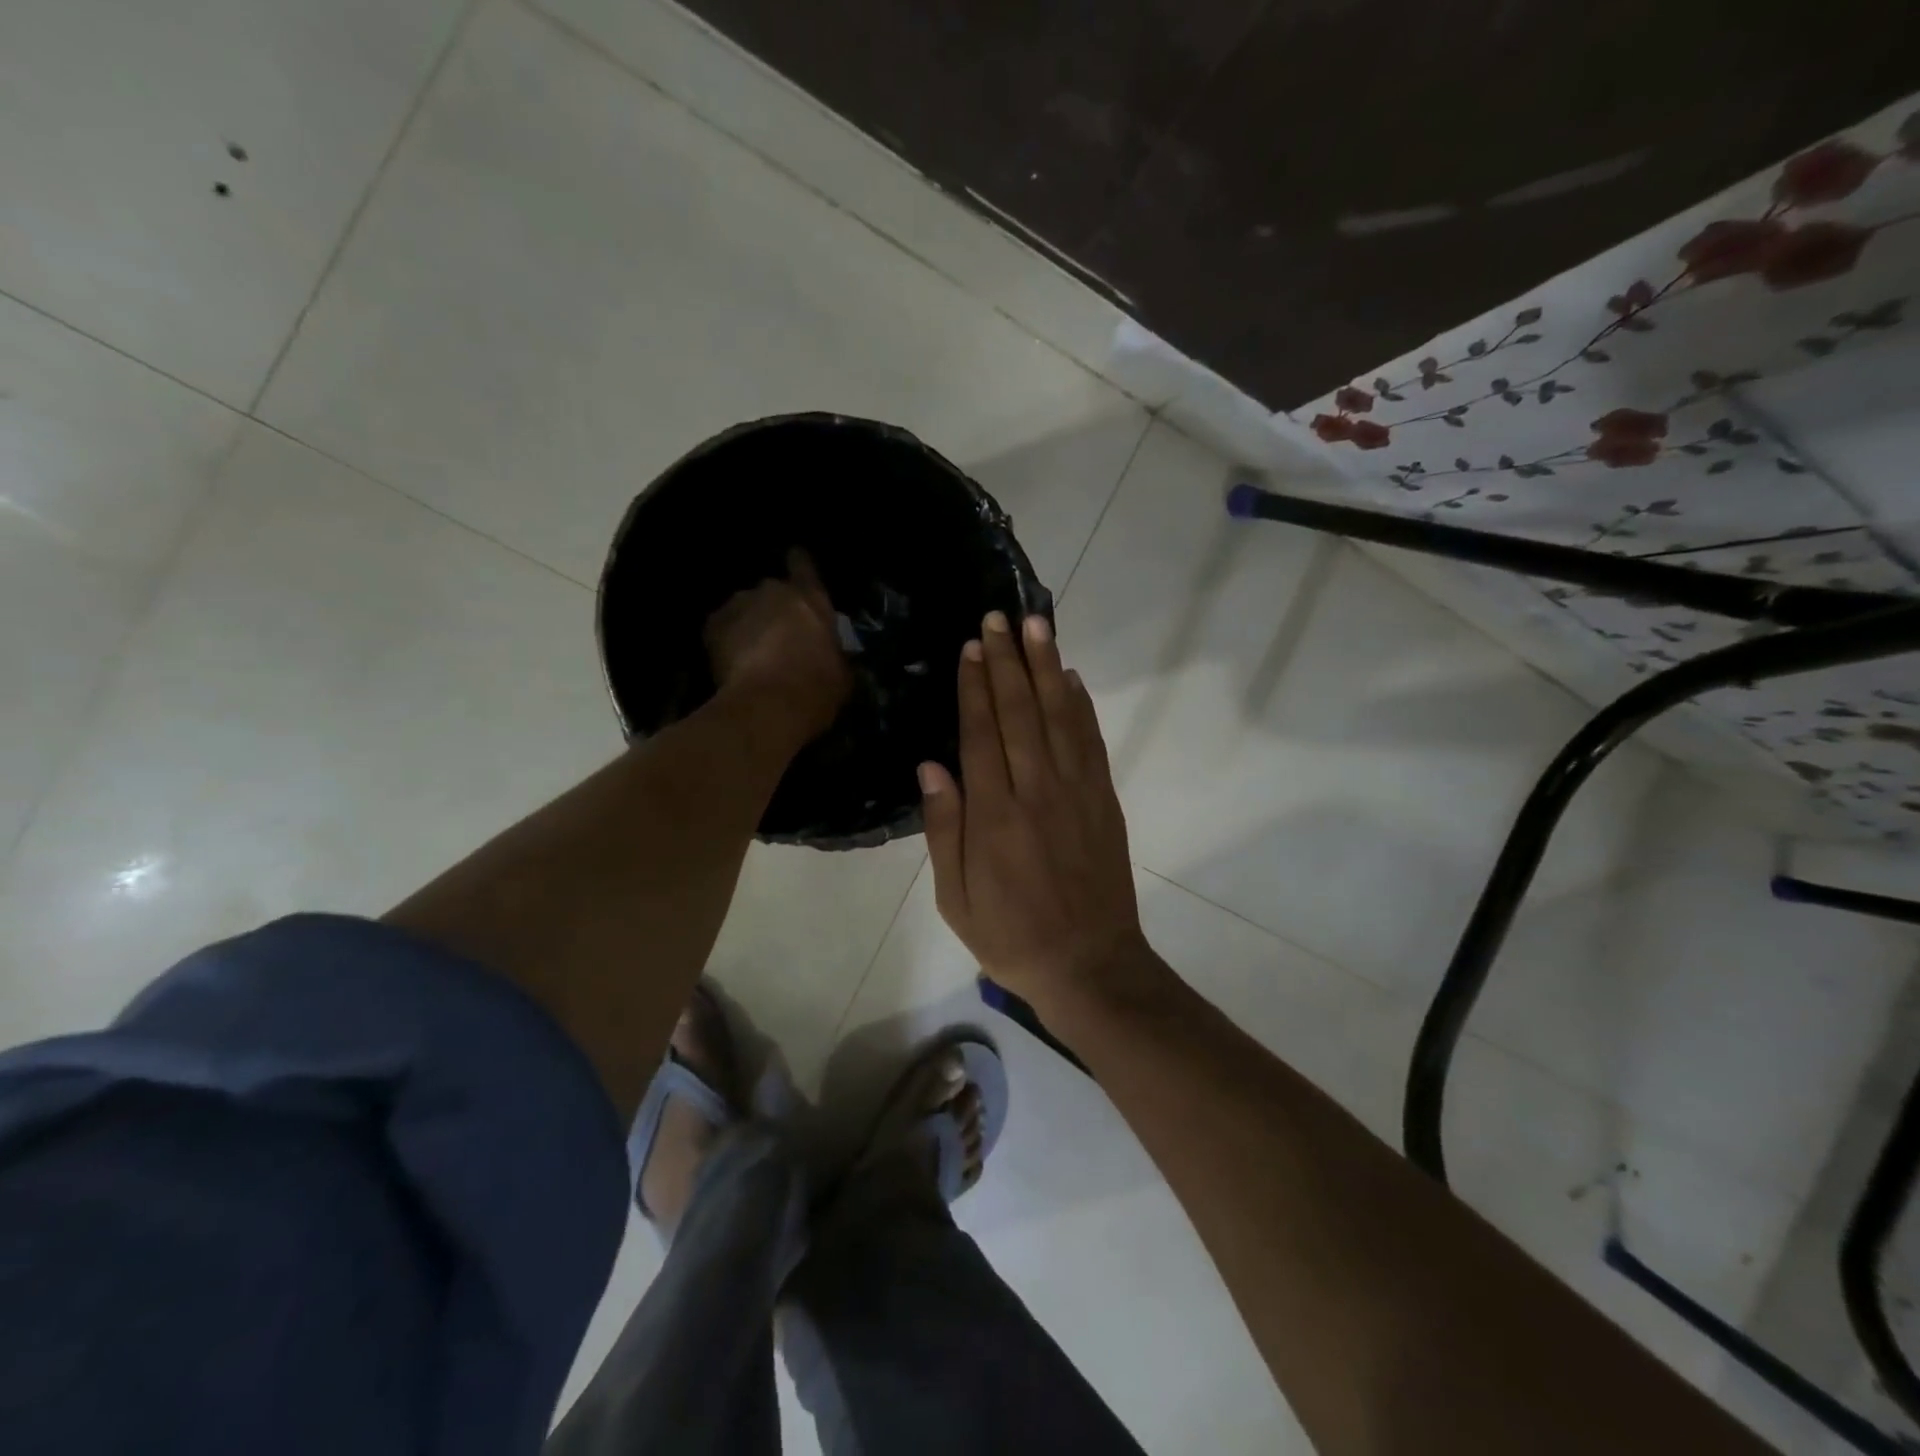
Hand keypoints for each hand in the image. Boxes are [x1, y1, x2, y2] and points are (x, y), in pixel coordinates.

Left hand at [704, 549, 850, 739]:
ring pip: (744, 609)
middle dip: (774, 608)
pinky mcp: (712, 625)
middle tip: (779, 636)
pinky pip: (722, 628)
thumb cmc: (816, 689)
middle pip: (772, 591)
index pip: (803, 565)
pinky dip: (726, 640)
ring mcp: (739, 605)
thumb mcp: (842, 674)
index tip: (796, 565)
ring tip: (752, 653)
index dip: (800, 565)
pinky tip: (732, 663)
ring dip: (749, 624)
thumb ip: (835, 654)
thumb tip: (833, 657)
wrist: (767, 706)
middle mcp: (773, 591)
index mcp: (811, 598)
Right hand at [920, 611, 1151, 1014]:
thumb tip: (931, 766)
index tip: (971, 647)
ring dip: (1047, 667)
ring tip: (1036, 626)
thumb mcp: (956, 897)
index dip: (975, 686)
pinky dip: (1082, 705)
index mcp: (995, 815)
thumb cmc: (1011, 935)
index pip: (982, 733)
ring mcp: (1077, 792)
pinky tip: (1072, 678)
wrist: (1090, 964)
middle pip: (1021, 712)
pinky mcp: (1105, 800)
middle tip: (998, 617)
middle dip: (1007, 661)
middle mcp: (1037, 791)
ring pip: (1060, 716)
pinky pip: (1091, 742)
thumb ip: (944, 828)